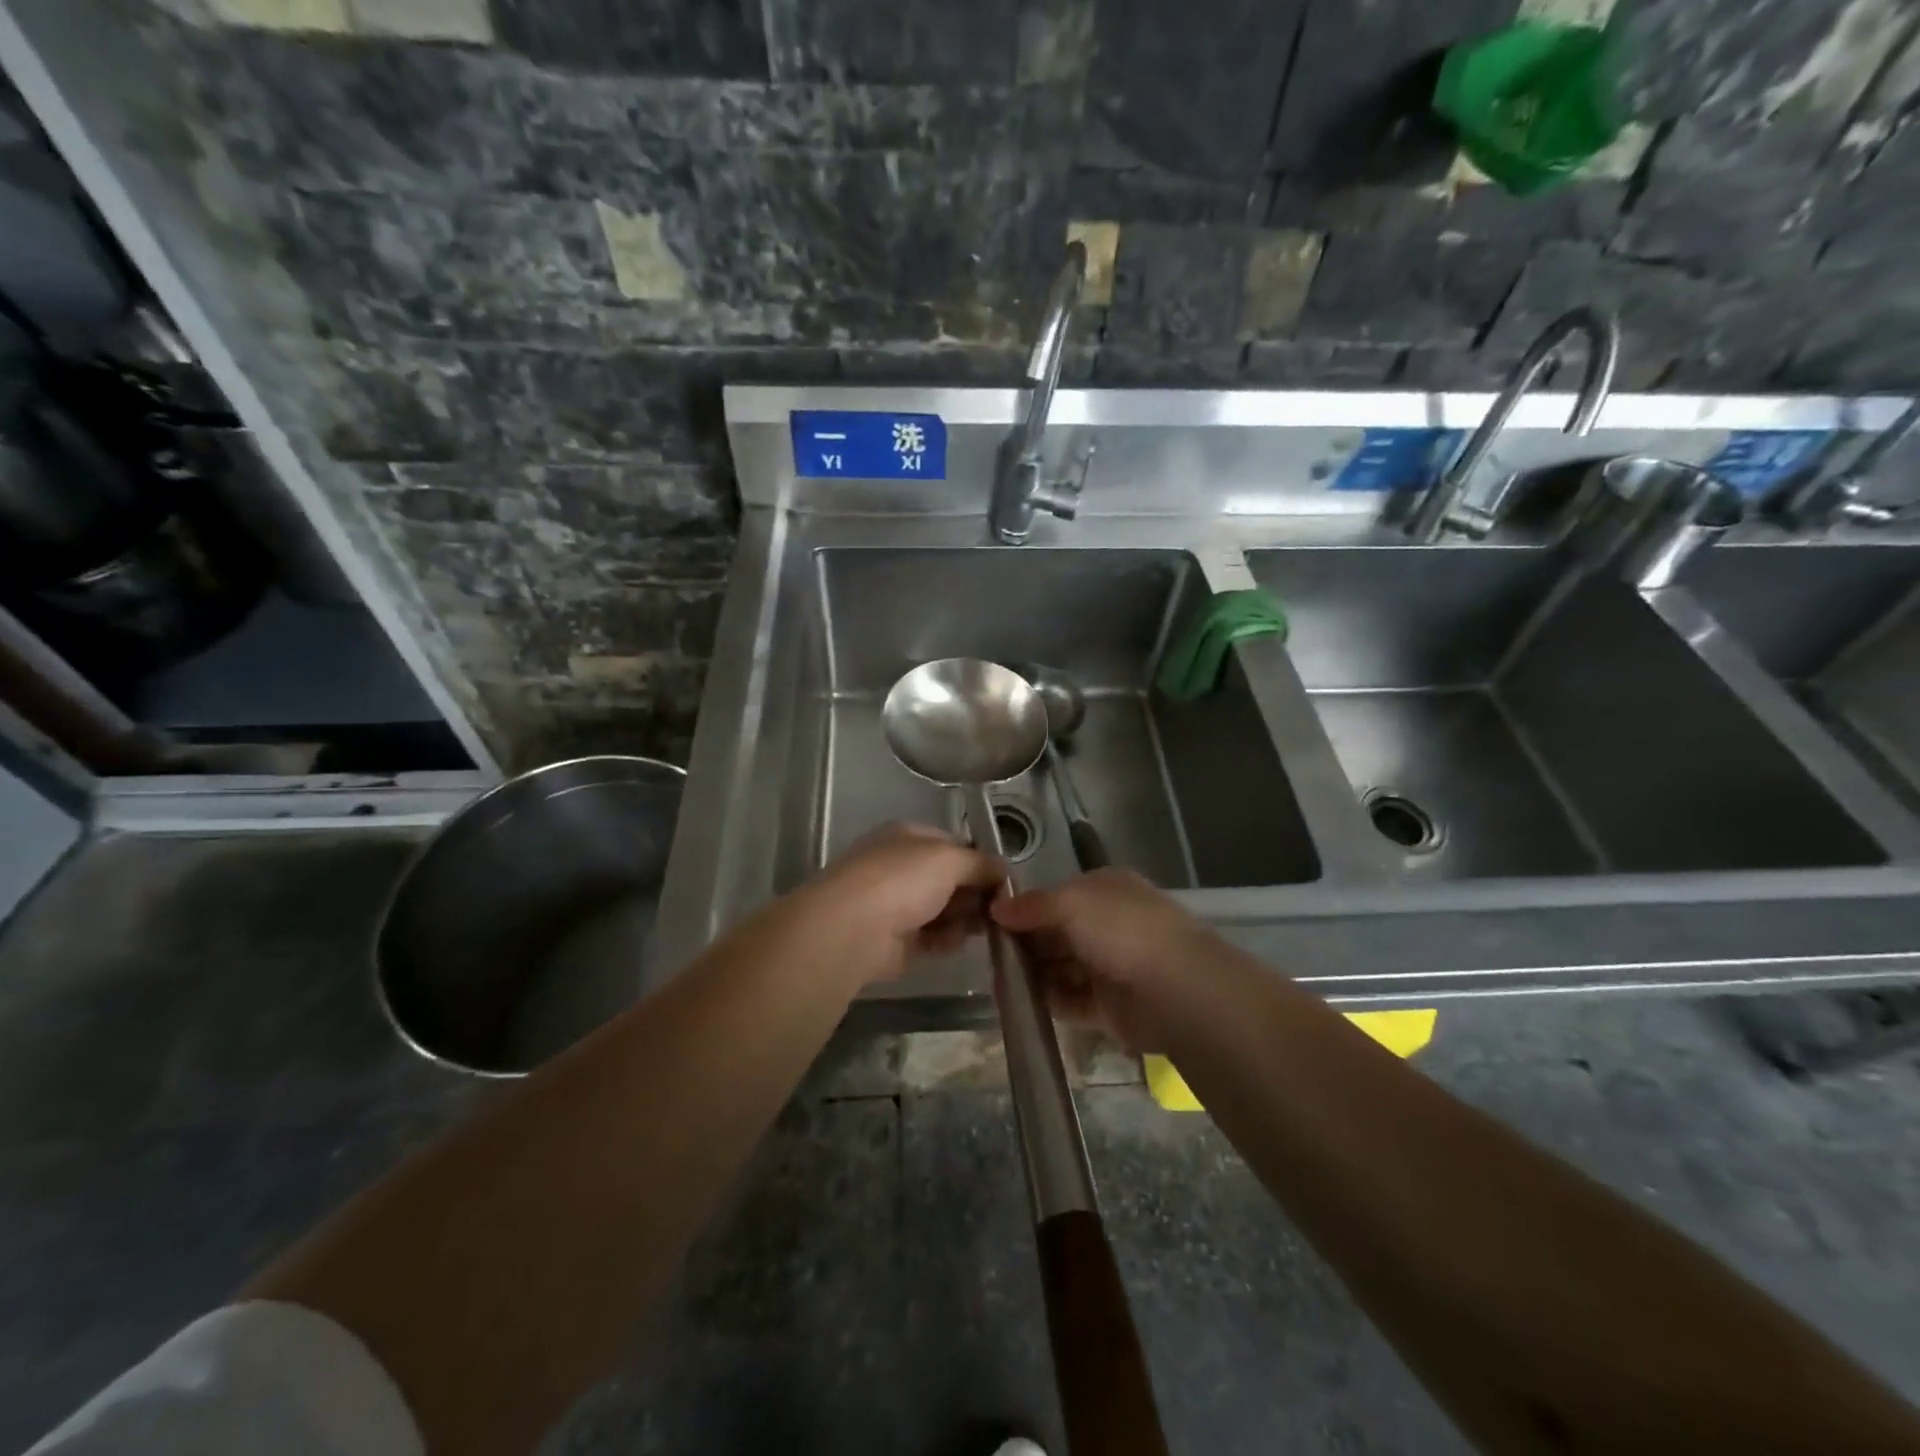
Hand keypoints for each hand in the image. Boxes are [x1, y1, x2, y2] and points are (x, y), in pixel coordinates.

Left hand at [786, 823, 1004, 983]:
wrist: (852, 929)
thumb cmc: (902, 880)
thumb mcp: (950, 859)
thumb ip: (982, 863)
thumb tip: (1003, 871)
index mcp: (909, 837)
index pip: (954, 844)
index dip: (980, 861)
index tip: (1004, 881)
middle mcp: (901, 866)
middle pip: (951, 879)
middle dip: (975, 893)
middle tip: (999, 909)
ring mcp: (896, 903)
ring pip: (944, 909)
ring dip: (964, 918)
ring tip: (980, 928)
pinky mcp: (895, 940)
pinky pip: (931, 937)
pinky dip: (945, 939)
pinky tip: (953, 943)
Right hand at [991, 868, 1212, 1049]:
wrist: (1175, 989)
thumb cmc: (1122, 930)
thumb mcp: (1071, 902)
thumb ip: (1032, 906)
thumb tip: (997, 908)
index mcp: (1105, 890)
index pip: (1057, 896)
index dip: (1025, 907)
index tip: (991, 920)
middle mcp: (1108, 924)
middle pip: (1056, 933)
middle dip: (1025, 942)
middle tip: (989, 955)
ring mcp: (1109, 966)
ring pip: (1060, 967)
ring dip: (1032, 973)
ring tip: (997, 981)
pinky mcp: (1108, 1007)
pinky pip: (1069, 1000)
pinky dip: (1046, 1000)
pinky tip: (1018, 1003)